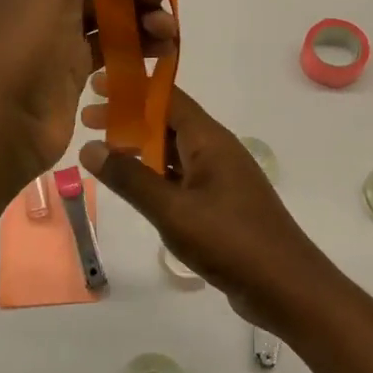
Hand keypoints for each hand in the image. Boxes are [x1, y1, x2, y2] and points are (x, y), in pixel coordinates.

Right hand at [80, 86, 335, 333]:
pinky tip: (134, 187)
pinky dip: (155, 175)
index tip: (95, 86)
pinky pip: (182, 178)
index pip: (167, 97)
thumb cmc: (229, 240)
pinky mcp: (221, 204)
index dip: (131, 88)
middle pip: (168, 122)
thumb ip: (130, 179)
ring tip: (102, 152)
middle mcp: (216, 151)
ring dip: (140, 148)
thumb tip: (90, 147)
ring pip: (174, 151)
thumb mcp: (172, 210)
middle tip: (87, 121)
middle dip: (128, 118)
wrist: (285, 286)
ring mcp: (221, 178)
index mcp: (209, 140)